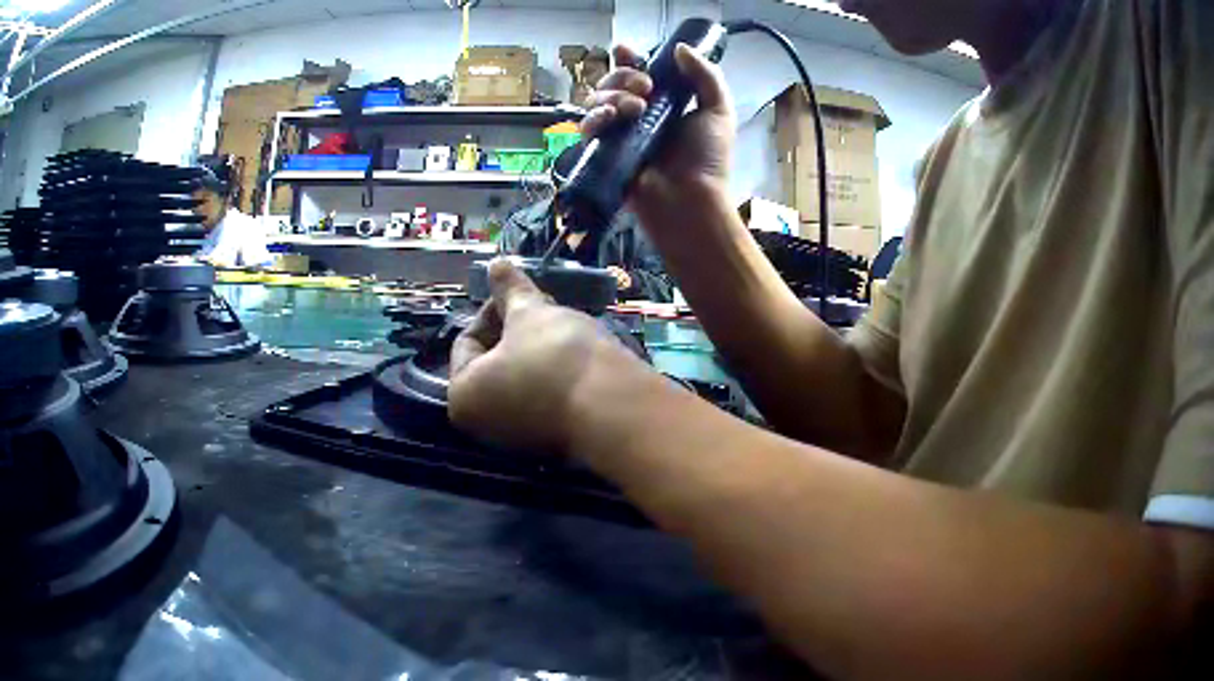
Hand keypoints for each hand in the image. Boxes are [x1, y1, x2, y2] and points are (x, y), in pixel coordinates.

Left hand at [448, 259, 652, 452]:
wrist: (614, 409)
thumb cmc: (556, 357)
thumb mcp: (529, 313)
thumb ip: (508, 289)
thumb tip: (494, 264)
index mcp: (462, 396)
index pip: (467, 340)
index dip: (494, 309)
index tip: (522, 294)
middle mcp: (483, 426)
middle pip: (493, 363)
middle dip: (517, 330)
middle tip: (545, 308)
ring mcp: (519, 440)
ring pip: (521, 381)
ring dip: (537, 351)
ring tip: (564, 328)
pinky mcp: (552, 444)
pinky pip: (544, 401)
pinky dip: (553, 378)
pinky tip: (576, 358)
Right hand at [583, 43, 736, 234]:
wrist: (690, 199)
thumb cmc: (708, 159)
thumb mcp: (719, 111)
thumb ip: (706, 76)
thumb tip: (679, 48)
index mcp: (664, 103)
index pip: (638, 72)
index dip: (629, 59)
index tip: (626, 51)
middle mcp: (639, 115)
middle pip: (613, 81)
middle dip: (624, 76)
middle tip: (645, 88)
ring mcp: (620, 133)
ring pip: (597, 100)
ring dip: (613, 95)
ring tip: (636, 109)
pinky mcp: (604, 152)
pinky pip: (587, 126)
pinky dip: (594, 116)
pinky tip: (611, 118)